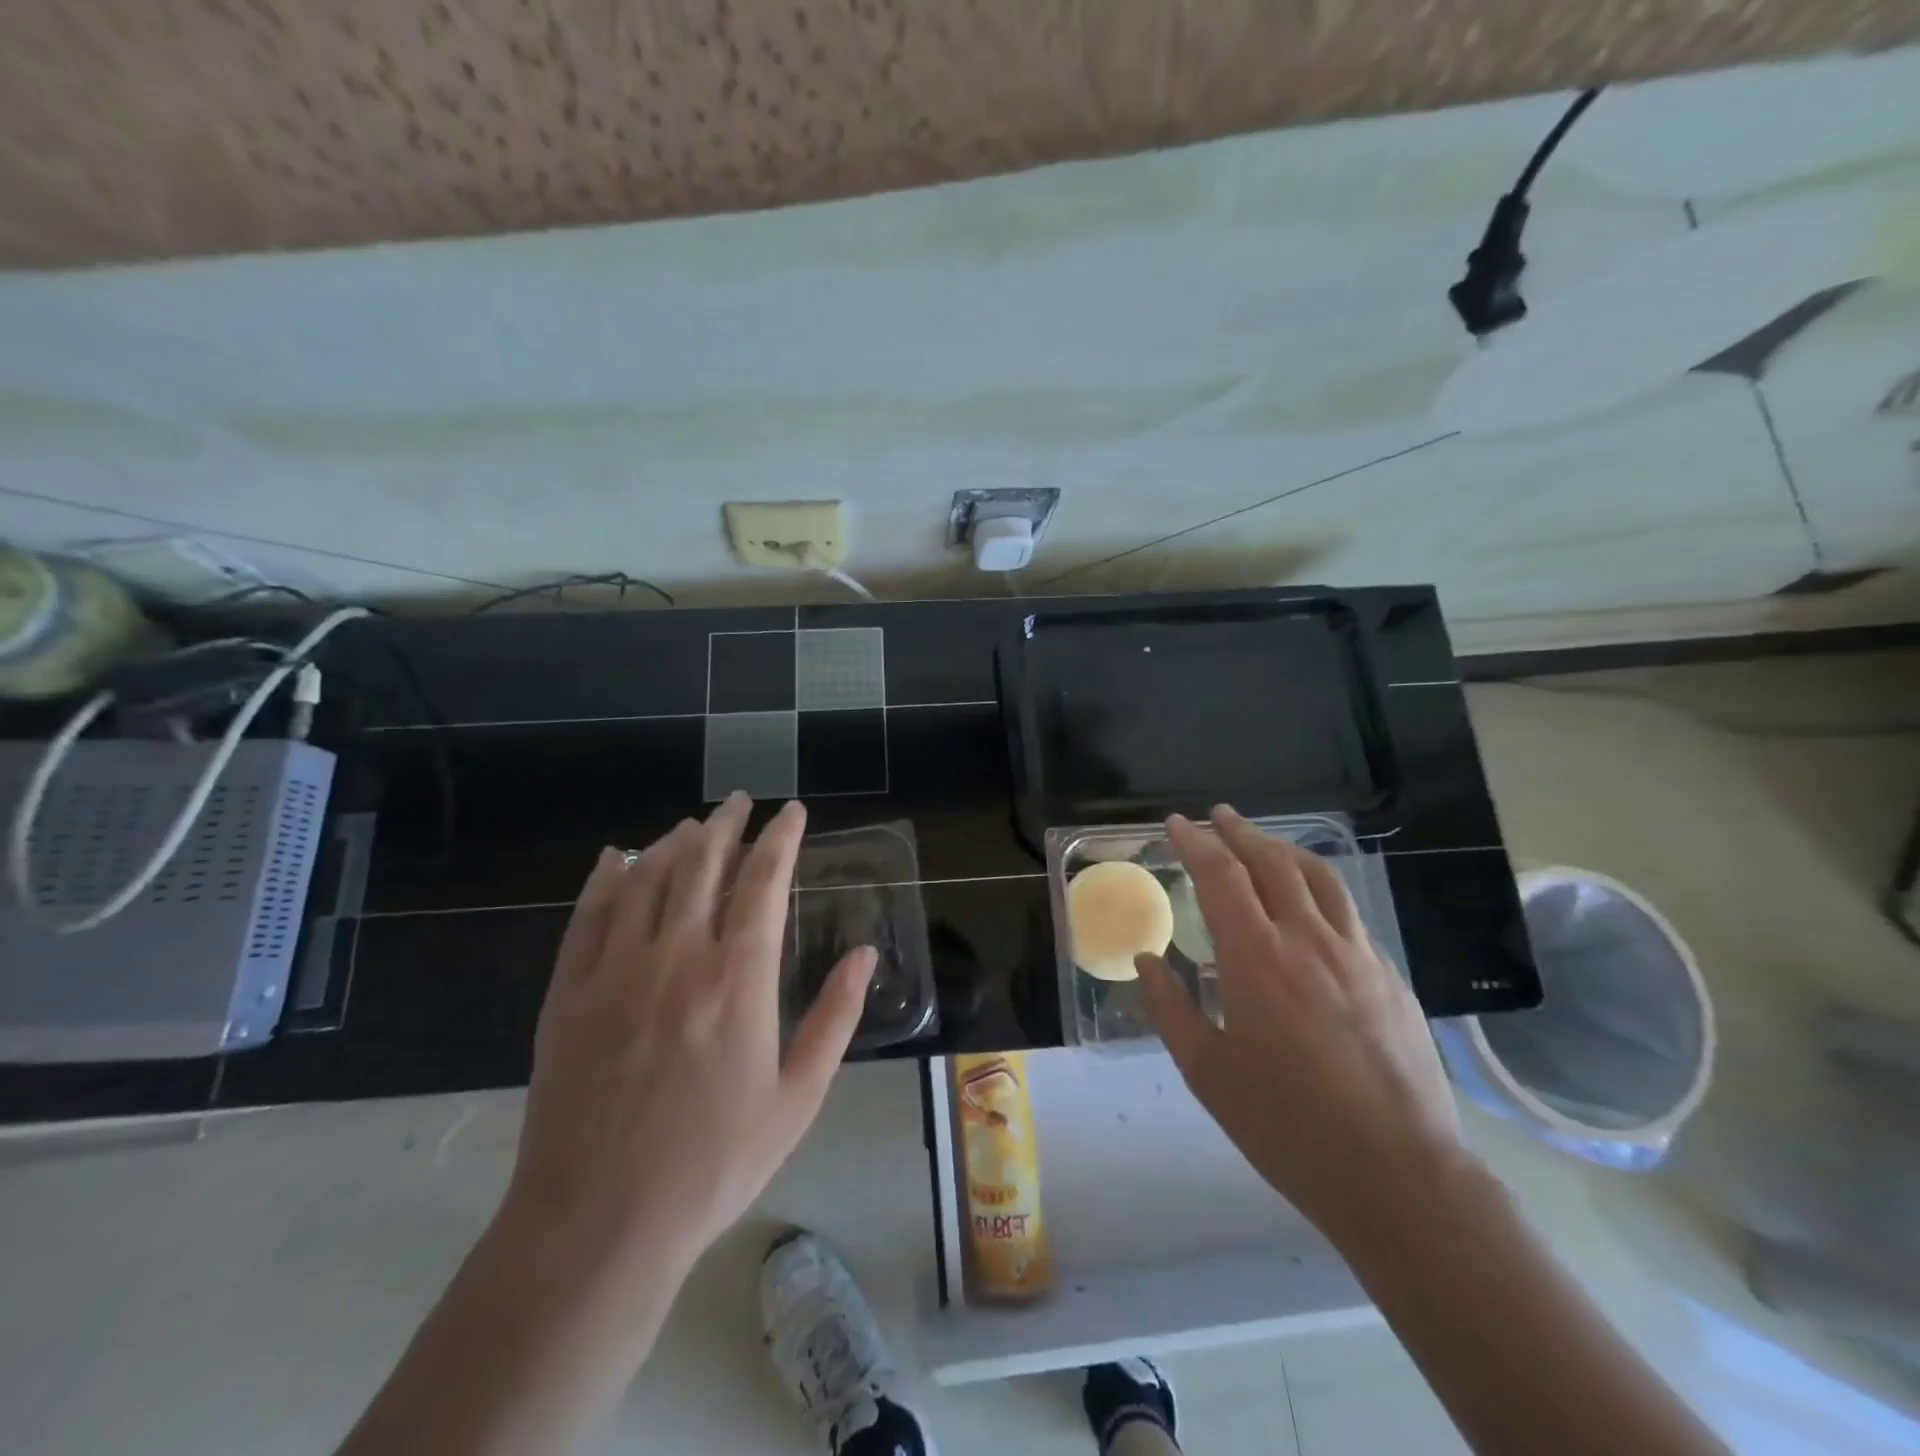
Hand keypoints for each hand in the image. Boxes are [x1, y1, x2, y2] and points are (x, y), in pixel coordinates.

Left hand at [497, 794, 877, 1280]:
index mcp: (738, 980)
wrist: (598, 1225)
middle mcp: (677, 957)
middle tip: (742, 801)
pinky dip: (606, 877)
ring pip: (647, 878)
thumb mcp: (798, 1098)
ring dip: (675, 842)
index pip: (764, 882)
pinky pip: (588, 915)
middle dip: (727, 824)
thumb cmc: (713, 1163)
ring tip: (695, 824)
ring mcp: (615, 971)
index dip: (781, 838)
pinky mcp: (568, 992)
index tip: (792, 812)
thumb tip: (865, 953)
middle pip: (704, 865)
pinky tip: (616, 857)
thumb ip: (835, 1018)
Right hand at [1137, 805, 1467, 1244]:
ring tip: (1263, 842)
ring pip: (1319, 878)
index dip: (1196, 843)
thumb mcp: (1207, 1073)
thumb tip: (1145, 960)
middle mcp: (1308, 940)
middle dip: (1240, 831)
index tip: (1178, 823)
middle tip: (1218, 815)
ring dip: (1284, 849)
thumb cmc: (1286, 1126)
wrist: (1398, 1176)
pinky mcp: (1389, 977)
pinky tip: (1311, 905)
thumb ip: (1170, 1008)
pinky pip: (1348, 914)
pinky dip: (1319, 889)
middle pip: (1272, 862)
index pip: (1221, 876)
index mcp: (1257, 959)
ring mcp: (1357, 955)